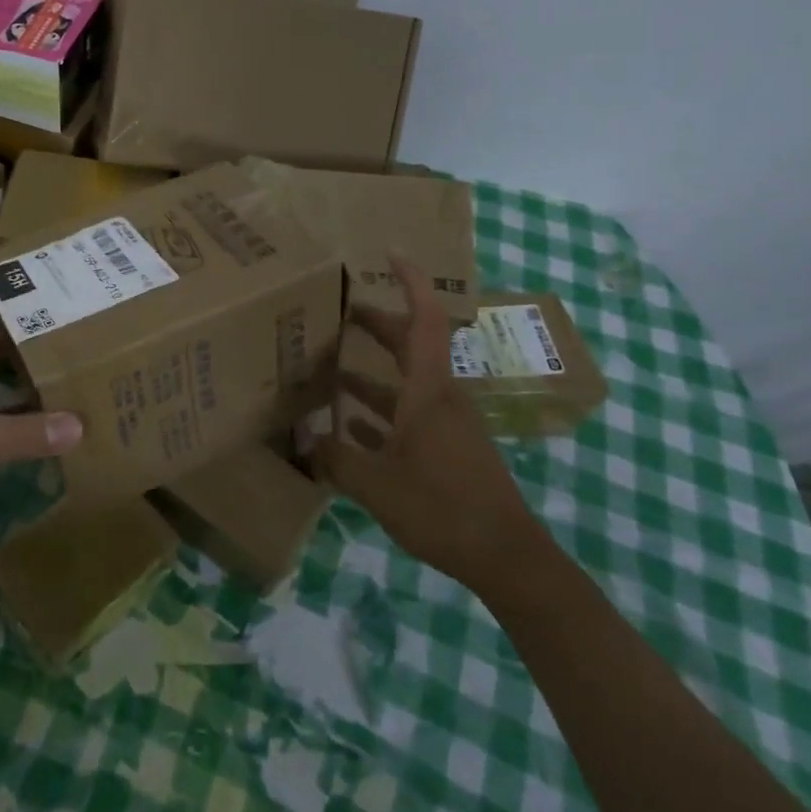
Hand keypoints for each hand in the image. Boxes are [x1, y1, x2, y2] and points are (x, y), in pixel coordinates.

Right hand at [316, 258, 543, 593]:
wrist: (505, 555)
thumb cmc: (442, 507)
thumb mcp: (376, 485)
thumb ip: (336, 459)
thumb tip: (305, 441)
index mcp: (428, 390)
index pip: (424, 319)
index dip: (411, 284)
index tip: (390, 256)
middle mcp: (439, 396)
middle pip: (410, 344)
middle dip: (378, 323)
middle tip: (341, 310)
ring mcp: (446, 423)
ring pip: (406, 381)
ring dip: (373, 370)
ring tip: (331, 367)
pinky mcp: (447, 449)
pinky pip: (409, 415)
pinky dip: (381, 411)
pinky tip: (351, 426)